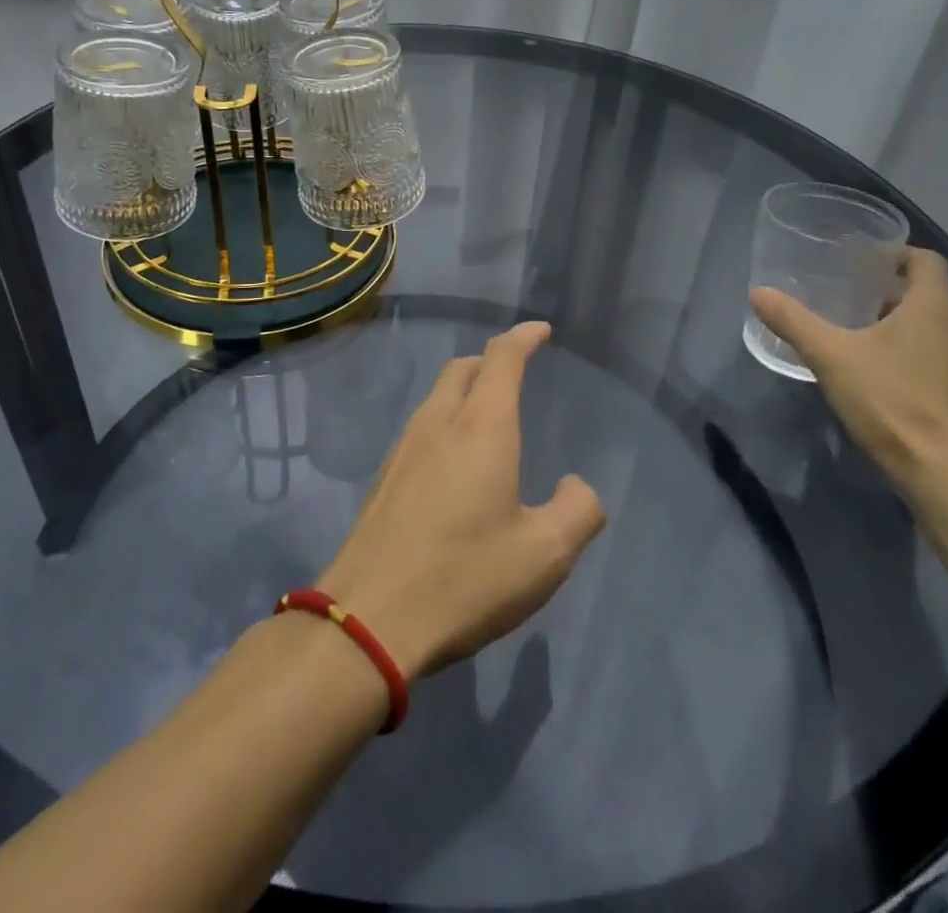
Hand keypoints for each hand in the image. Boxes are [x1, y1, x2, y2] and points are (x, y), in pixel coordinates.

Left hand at [316, 322, 607, 680]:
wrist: (370, 617)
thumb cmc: (466, 577)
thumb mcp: (544, 554)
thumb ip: (577, 511)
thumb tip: (575, 485)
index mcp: (481, 426)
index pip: (502, 358)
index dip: (523, 338)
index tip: (540, 330)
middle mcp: (438, 423)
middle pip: (463, 368)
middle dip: (491, 361)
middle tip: (515, 375)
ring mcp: (403, 448)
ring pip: (437, 397)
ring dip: (465, 392)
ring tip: (487, 418)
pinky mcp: (384, 478)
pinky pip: (421, 428)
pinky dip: (445, 423)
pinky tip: (454, 464)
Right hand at [750, 247, 947, 495]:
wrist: (943, 473)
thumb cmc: (890, 401)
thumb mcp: (830, 356)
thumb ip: (794, 321)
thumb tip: (759, 293)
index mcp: (933, 309)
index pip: (927, 261)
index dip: (898, 253)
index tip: (864, 259)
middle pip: (927, 294)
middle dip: (889, 290)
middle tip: (848, 294)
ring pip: (932, 328)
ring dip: (900, 324)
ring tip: (857, 332)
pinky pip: (936, 357)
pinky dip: (909, 353)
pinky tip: (877, 372)